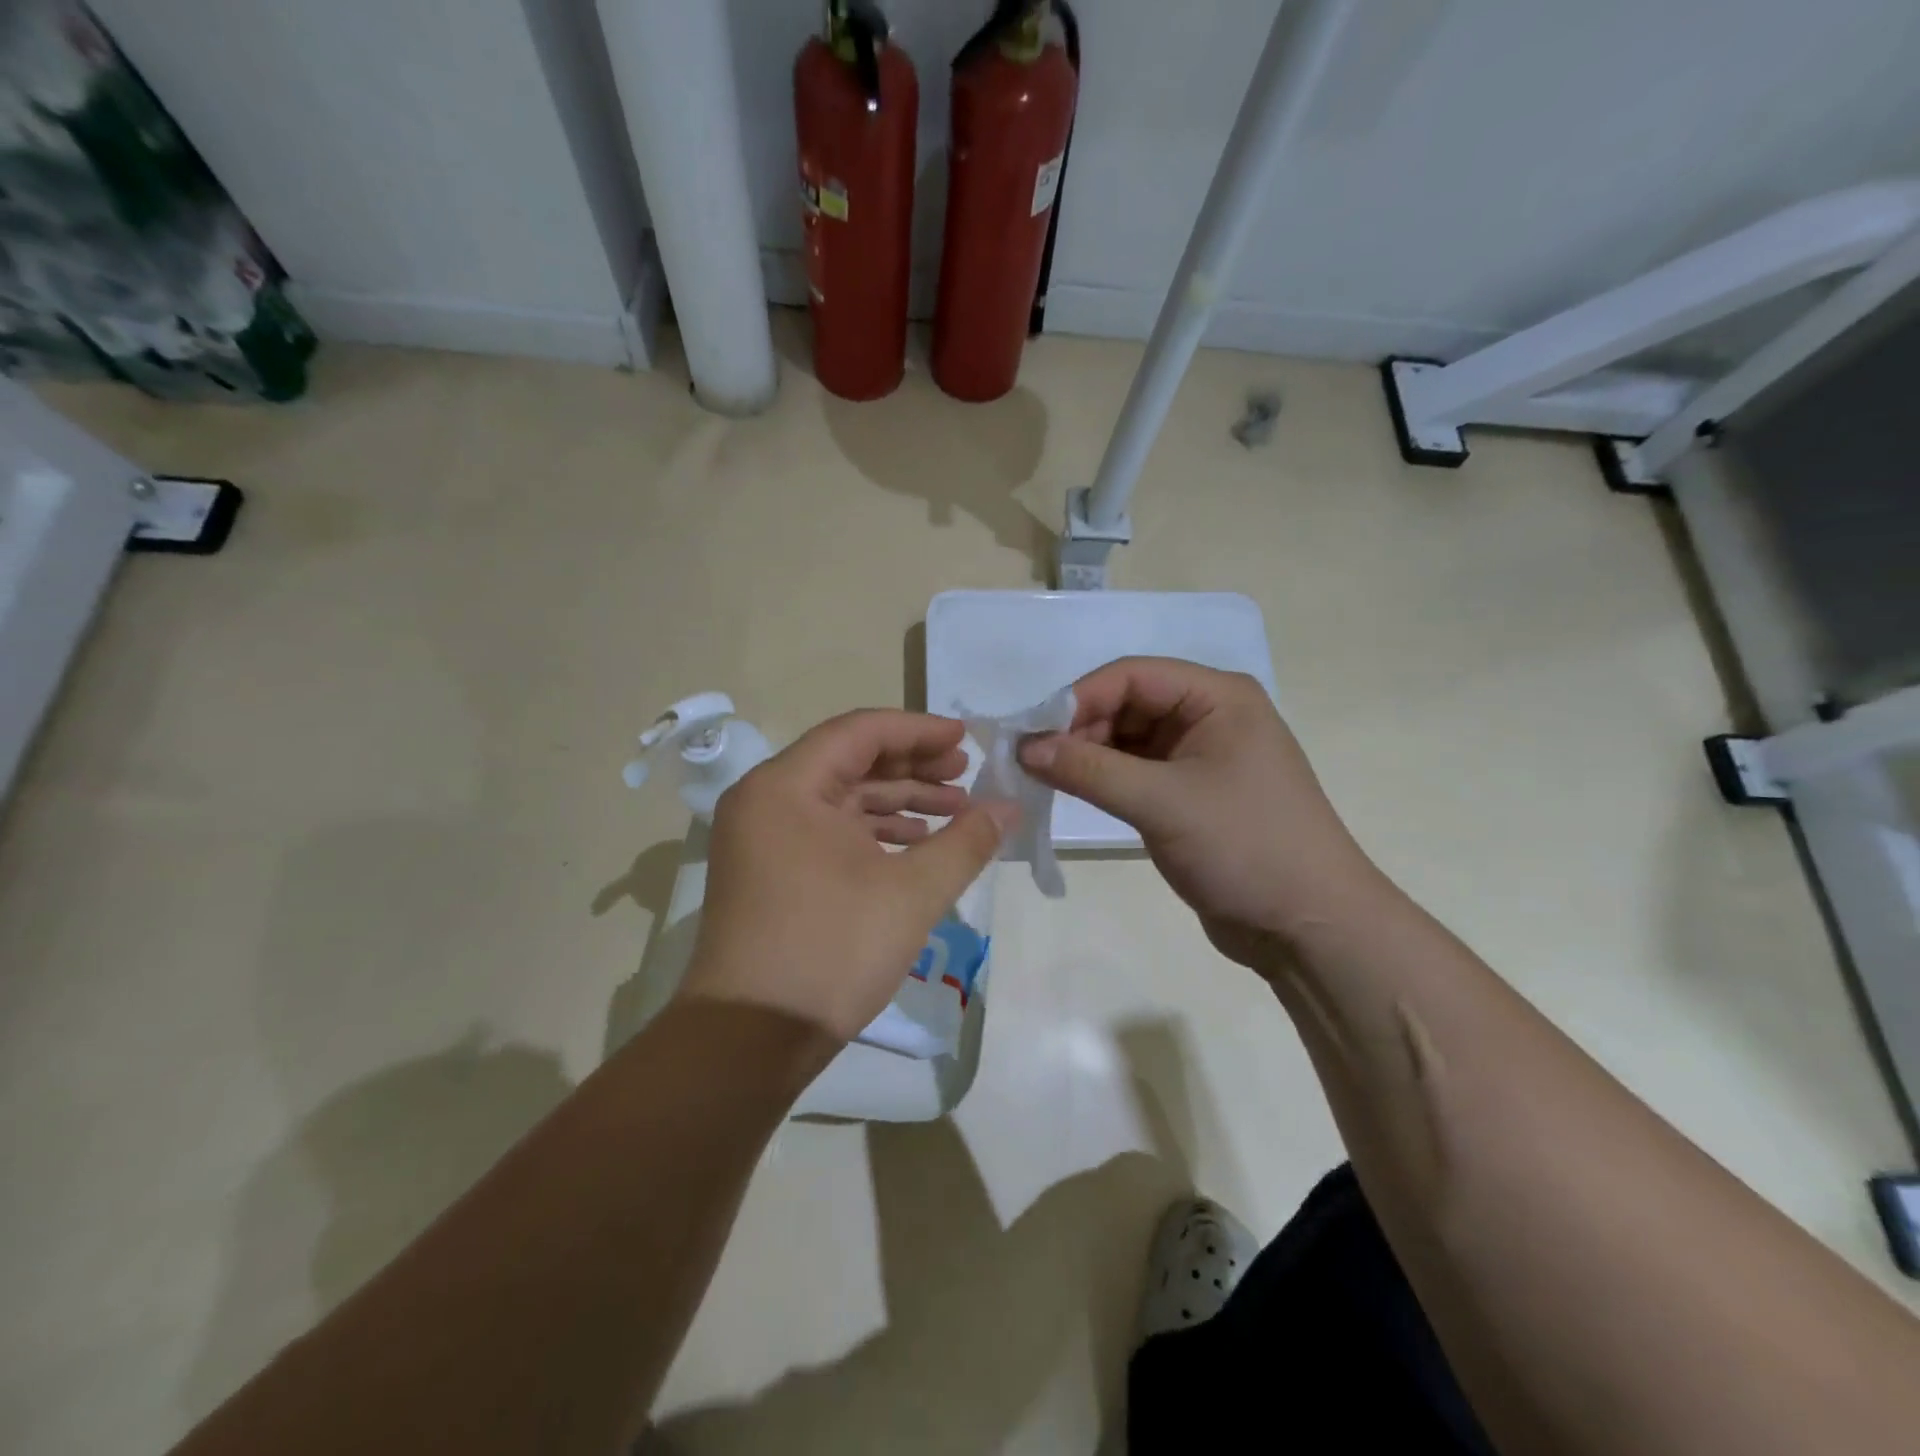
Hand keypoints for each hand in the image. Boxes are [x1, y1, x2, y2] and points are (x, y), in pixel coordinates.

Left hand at [681, 711, 1015, 1042]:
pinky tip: (915, 844)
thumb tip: (1009, 807)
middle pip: (849, 761)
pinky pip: (827, 830)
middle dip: (913, 766)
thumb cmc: (831, 951)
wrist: (751, 1039)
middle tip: (966, 775)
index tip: (967, 739)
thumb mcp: (912, 892)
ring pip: (840, 798)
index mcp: (786, 786)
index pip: (860, 731)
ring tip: (955, 812)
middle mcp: (765, 799)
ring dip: (898, 801)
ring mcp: (762, 836)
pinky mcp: (769, 869)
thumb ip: (966, 841)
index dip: (919, 730)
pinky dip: (873, 832)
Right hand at [1019, 657, 1388, 971]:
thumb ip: (1088, 770)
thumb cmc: (1245, 847)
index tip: (1032, 735)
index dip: (1079, 699)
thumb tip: (1023, 747)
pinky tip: (1074, 792)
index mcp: (1217, 697)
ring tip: (1045, 780)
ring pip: (1127, 738)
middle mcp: (1209, 716)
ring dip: (1087, 755)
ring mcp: (1200, 756)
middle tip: (1033, 763)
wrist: (1308, 926)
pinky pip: (1136, 771)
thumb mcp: (1162, 803)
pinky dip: (1104, 779)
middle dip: (1079, 729)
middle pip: (1127, 703)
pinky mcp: (1190, 793)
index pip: (1132, 676)